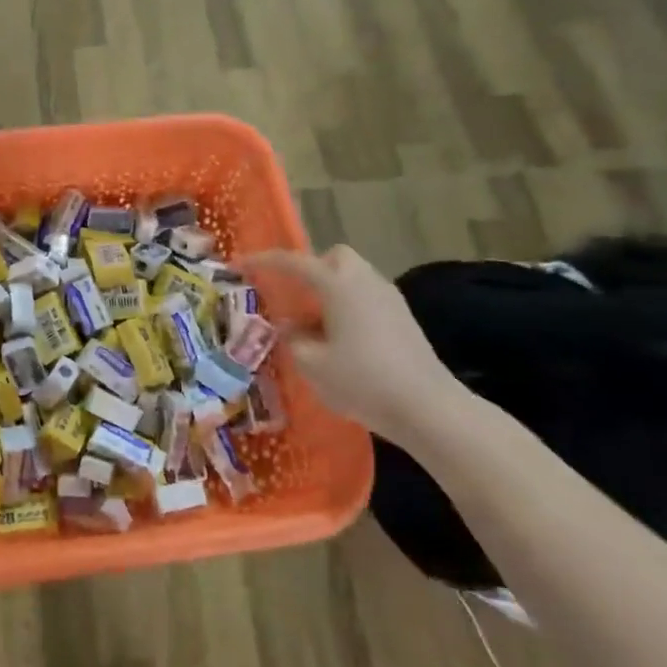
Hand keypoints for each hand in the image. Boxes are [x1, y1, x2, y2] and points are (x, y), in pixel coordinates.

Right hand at [244, 246, 463, 437]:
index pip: (293, 262)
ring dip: (329, 291)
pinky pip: (366, 299)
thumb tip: (290, 327)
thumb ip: (293, 339)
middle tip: (293, 297)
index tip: (239, 264)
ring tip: (313, 327)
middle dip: (311, 269)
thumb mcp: (312, 364)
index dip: (263, 261)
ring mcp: (389, 299)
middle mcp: (365, 282)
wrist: (427, 408)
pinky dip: (348, 308)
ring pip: (353, 278)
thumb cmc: (362, 380)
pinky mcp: (403, 320)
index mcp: (339, 285)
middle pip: (334, 258)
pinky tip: (340, 341)